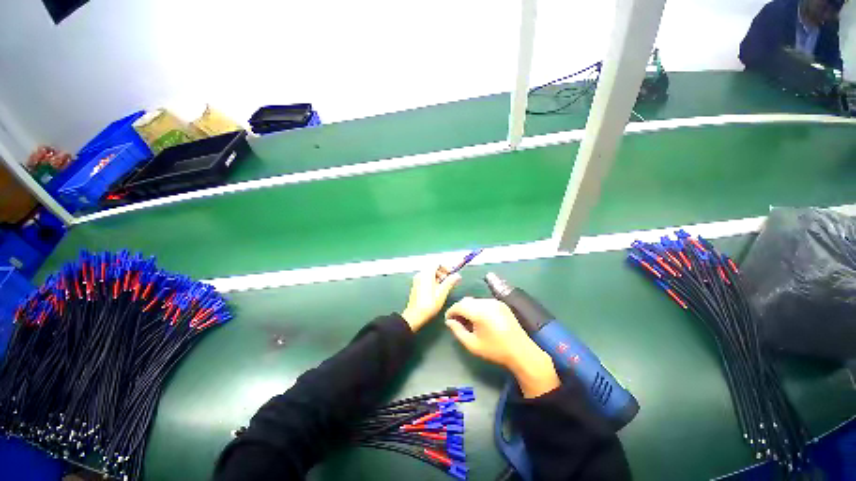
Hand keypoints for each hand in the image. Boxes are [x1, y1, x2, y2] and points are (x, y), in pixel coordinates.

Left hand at [400, 267, 460, 331]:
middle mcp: (420, 274)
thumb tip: (458, 275)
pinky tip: (437, 291)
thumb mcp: (442, 292)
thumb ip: (450, 281)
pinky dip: (433, 281)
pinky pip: (426, 279)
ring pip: (430, 274)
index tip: (453, 274)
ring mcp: (417, 280)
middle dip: (443, 272)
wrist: (414, 316)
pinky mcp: (416, 286)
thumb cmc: (429, 303)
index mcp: (426, 273)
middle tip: (449, 281)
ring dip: (439, 277)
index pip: (437, 263)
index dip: (446, 267)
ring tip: (444, 287)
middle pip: (433, 268)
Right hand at [445, 298, 559, 397]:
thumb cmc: (495, 350)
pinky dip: (478, 307)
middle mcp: (486, 302)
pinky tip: (480, 319)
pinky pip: (484, 302)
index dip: (451, 311)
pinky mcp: (501, 303)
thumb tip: (449, 321)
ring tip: (468, 321)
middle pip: (466, 301)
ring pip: (475, 300)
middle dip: (459, 309)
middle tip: (457, 322)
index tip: (448, 320)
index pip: (459, 305)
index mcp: (479, 312)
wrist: (521, 351)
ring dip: (468, 308)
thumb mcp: (472, 344)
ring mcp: (495, 301)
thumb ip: (457, 331)